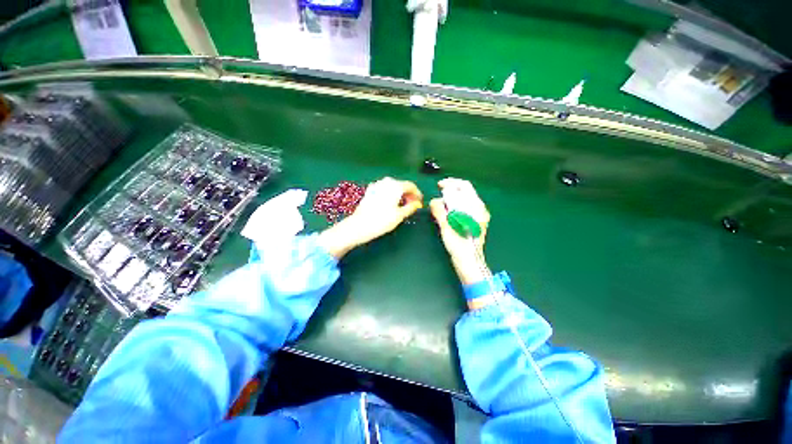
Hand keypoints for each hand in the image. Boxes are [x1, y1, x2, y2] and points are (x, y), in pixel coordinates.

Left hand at [319, 177, 422, 258]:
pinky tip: (390, 204)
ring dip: (400, 194)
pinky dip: (390, 195)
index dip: (417, 194)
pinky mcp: (370, 190)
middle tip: (413, 205)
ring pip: (393, 187)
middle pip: (401, 185)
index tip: (420, 203)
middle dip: (408, 194)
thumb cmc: (382, 221)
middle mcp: (386, 181)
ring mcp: (376, 185)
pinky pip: (384, 190)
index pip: (411, 186)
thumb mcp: (400, 215)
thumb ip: (411, 207)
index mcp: (395, 185)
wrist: (359, 225)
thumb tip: (417, 204)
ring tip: (403, 206)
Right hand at [429, 178, 490, 285]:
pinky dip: (455, 206)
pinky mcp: (474, 222)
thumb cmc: (459, 245)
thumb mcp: (447, 226)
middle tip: (439, 193)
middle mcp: (480, 209)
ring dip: (452, 198)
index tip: (439, 186)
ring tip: (441, 203)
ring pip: (464, 200)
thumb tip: (434, 201)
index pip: (465, 186)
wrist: (469, 262)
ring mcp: (478, 216)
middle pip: (465, 192)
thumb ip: (440, 211)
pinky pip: (464, 208)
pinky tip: (447, 212)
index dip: (451, 183)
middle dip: (451, 190)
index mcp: (476, 208)